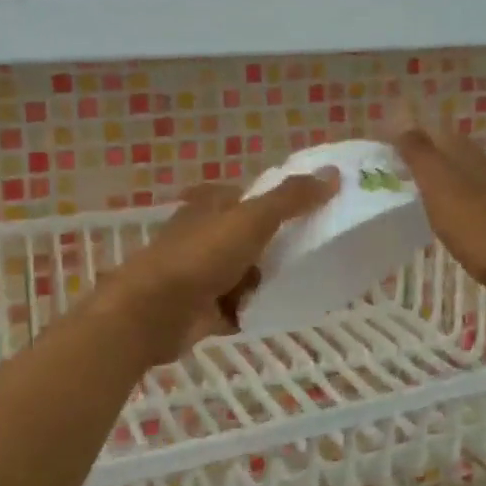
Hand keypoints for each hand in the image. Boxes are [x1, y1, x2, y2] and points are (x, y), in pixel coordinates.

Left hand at [89, 169, 339, 364]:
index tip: (315, 215)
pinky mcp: (201, 308)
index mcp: (212, 204)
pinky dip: (253, 309)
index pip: (253, 197)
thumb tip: (334, 173)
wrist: (152, 312)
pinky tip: (279, 313)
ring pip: (246, 272)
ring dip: (267, 281)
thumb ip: (292, 198)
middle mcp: (205, 234)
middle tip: (316, 254)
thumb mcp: (252, 219)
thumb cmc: (201, 256)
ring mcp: (201, 272)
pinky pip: (238, 307)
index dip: (281, 203)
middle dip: (278, 247)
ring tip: (304, 285)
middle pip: (252, 237)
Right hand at [391, 120, 485, 320]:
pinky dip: (441, 203)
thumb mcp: (440, 186)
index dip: (401, 138)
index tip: (373, 154)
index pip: (427, 132)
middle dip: (412, 158)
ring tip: (398, 196)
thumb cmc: (480, 228)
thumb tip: (397, 113)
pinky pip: (460, 201)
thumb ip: (419, 152)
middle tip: (379, 176)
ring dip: (426, 181)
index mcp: (463, 152)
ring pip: (450, 176)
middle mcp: (478, 165)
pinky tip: (431, 218)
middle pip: (440, 152)